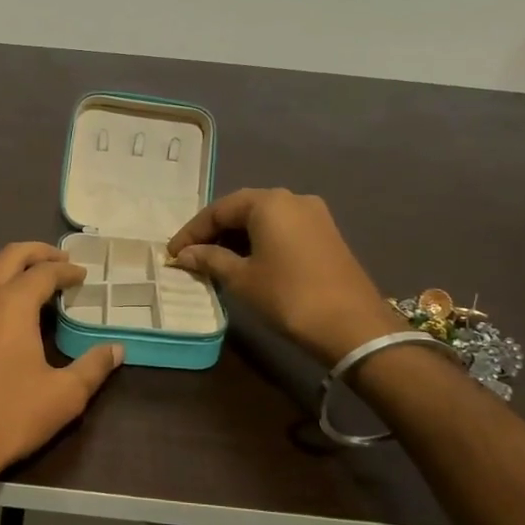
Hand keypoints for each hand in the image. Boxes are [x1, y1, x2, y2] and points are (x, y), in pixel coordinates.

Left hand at [0, 243, 122, 495]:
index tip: (83, 275)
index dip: (67, 270)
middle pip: (10, 257)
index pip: (43, 272)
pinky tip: (15, 318)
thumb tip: (115, 350)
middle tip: (62, 261)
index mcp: (13, 304)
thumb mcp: (64, 395)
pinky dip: (2, 291)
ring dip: (16, 271)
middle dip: (37, 252)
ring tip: (42, 287)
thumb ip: (92, 367)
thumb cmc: (9, 414)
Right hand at [167, 188, 402, 364]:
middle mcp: (292, 198)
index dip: (192, 232)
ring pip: (263, 220)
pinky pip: (281, 230)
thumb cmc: (288, 296)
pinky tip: (246, 263)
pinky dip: (258, 242)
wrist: (352, 326)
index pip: (218, 210)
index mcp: (268, 202)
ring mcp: (314, 215)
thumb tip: (184, 254)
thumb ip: (210, 259)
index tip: (172, 254)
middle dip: (213, 232)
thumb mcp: (241, 278)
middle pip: (241, 210)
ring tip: (213, 262)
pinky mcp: (326, 234)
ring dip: (236, 238)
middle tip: (190, 256)